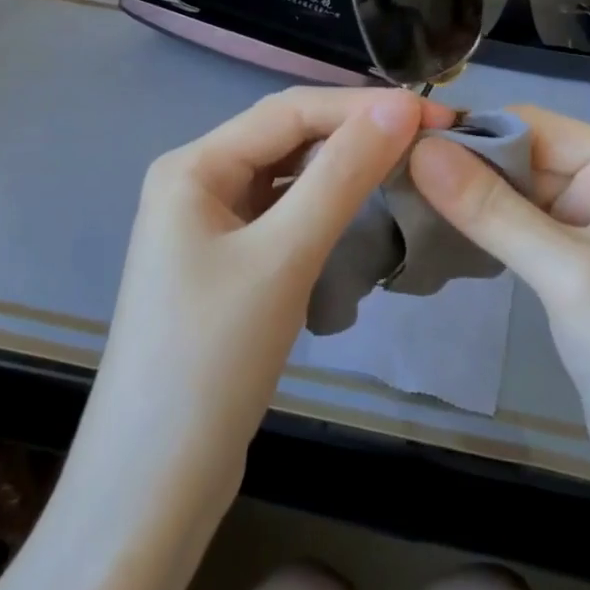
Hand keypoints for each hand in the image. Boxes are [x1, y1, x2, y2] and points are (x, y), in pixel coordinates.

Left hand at [80, 86, 451, 505]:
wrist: (154, 484)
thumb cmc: (212, 358)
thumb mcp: (284, 256)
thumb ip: (342, 174)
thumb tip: (400, 106)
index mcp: (193, 166)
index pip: (289, 110)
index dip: (363, 106)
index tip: (435, 115)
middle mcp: (196, 184)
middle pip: (287, 139)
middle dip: (355, 134)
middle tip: (430, 140)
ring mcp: (210, 228)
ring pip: (288, 179)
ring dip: (343, 171)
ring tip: (407, 167)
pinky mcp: (228, 267)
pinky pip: (284, 217)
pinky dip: (325, 210)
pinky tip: (362, 214)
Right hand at [410, 106, 589, 517]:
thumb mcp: (567, 274)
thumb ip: (491, 209)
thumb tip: (420, 150)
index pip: (536, 126)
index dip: (472, 132)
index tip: (402, 143)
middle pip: (525, 159)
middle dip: (465, 168)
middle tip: (391, 175)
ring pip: (519, 197)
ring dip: (470, 201)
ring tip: (403, 200)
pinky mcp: (579, 273)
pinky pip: (524, 234)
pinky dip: (486, 233)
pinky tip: (441, 234)